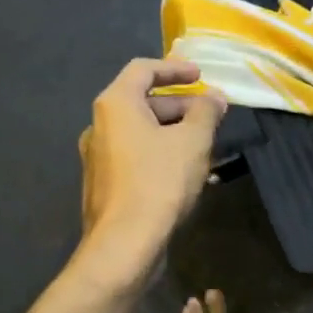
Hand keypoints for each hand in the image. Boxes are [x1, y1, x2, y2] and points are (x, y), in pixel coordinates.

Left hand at [76, 59, 226, 282]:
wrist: (124, 244)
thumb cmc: (159, 182)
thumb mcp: (193, 141)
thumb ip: (206, 112)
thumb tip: (214, 97)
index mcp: (115, 104)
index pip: (143, 69)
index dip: (175, 68)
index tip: (200, 76)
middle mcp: (99, 125)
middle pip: (142, 102)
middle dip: (180, 105)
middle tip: (211, 115)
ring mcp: (98, 156)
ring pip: (141, 132)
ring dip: (173, 132)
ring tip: (206, 145)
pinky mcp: (104, 184)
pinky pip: (136, 156)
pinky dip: (161, 154)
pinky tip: (187, 173)